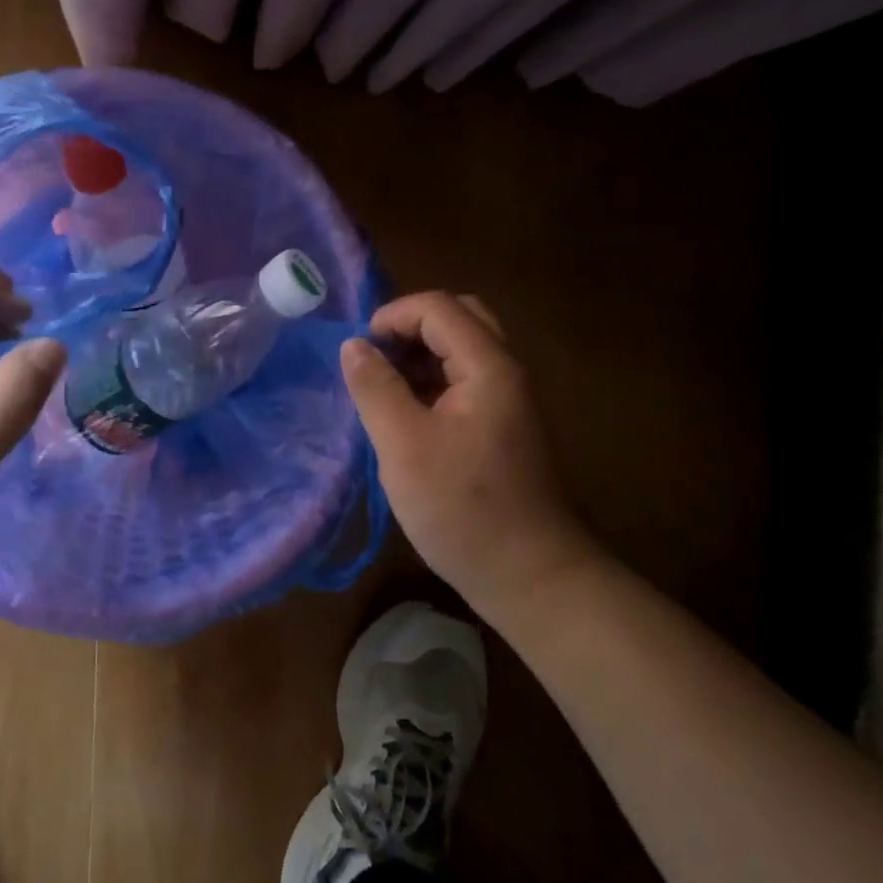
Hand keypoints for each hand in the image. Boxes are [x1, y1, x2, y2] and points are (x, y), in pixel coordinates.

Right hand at [341, 292, 590, 613]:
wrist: (529, 575)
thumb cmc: (462, 508)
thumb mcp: (403, 445)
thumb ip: (375, 387)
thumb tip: (354, 345)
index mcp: (488, 367)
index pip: (438, 307)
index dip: (392, 317)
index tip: (358, 352)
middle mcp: (505, 372)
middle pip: (459, 318)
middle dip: (409, 329)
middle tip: (375, 361)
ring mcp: (508, 400)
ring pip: (462, 350)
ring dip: (419, 356)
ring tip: (382, 389)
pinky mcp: (502, 427)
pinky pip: (464, 381)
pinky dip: (431, 382)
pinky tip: (405, 415)